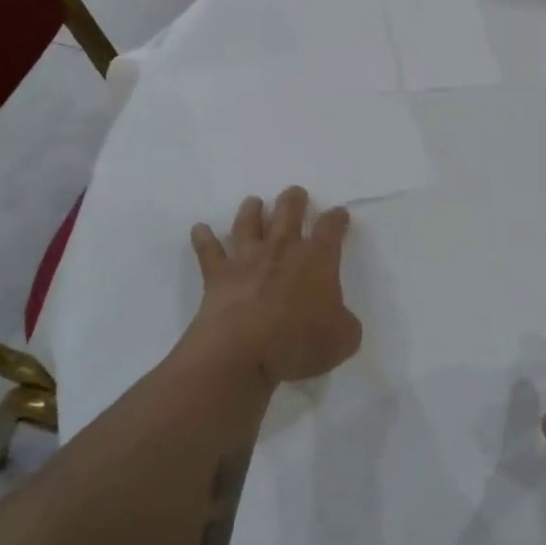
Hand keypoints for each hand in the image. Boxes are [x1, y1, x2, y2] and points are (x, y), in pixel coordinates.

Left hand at [188, 187, 361, 386]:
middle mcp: (282, 250)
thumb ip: (346, 324)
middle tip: (295, 193)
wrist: (241, 351)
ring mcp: (247, 259)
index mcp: (317, 260)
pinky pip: (208, 250)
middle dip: (294, 200)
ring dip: (252, 210)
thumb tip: (341, 320)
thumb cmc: (298, 342)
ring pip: (248, 224)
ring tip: (254, 202)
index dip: (336, 219)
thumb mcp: (343, 339)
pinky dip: (203, 238)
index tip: (339, 213)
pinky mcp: (218, 275)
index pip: (330, 229)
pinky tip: (199, 228)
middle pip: (288, 212)